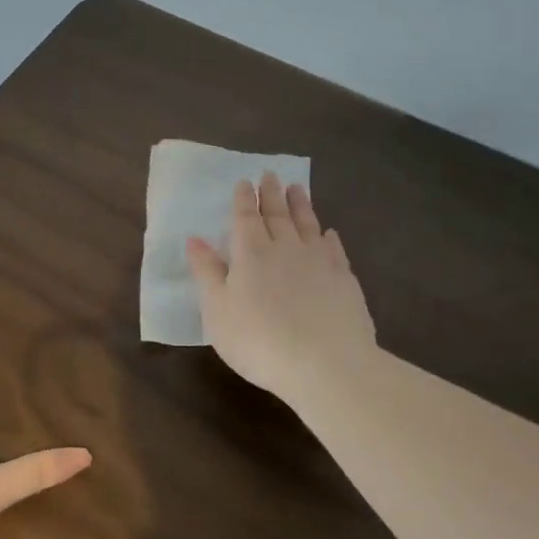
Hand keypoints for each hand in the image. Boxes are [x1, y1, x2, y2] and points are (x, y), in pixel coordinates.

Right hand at [186, 173, 378, 411]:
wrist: (326, 365)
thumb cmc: (258, 341)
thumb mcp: (217, 310)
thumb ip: (206, 272)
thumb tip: (194, 239)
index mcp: (251, 253)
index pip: (245, 217)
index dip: (244, 199)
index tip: (245, 181)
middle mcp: (286, 248)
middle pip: (277, 214)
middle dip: (271, 193)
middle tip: (271, 174)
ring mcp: (319, 262)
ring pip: (308, 224)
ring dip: (301, 205)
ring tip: (298, 188)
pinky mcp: (344, 280)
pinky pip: (335, 249)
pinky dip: (329, 237)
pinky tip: (329, 233)